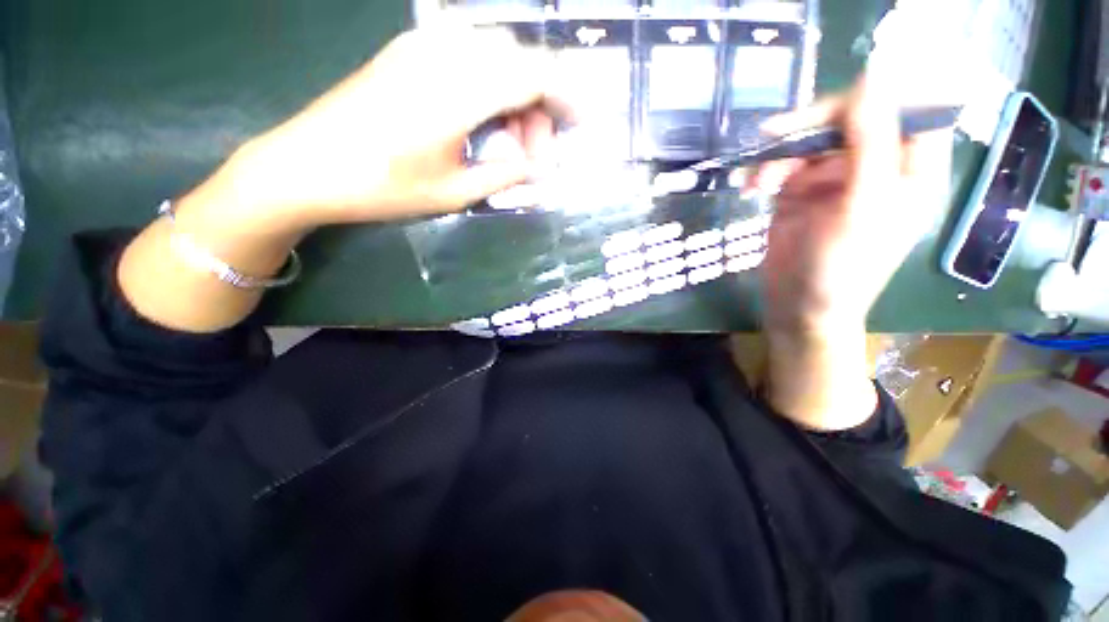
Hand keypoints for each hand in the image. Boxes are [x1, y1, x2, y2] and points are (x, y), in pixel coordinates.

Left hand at [120, 26, 568, 332]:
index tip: (581, 124)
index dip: (567, 96)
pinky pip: (469, 57)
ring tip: (509, 145)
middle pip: (519, 61)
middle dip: (540, 105)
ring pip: (496, 57)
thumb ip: (506, 172)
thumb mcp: (456, 192)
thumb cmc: (383, 187)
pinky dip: (491, 88)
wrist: (306, 166)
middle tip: (535, 154)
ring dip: (515, 97)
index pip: (534, 74)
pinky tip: (483, 122)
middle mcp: (445, 52)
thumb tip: (537, 162)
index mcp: (459, 89)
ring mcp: (423, 46)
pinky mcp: (409, 52)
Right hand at [753, 76, 952, 335]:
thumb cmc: (841, 268)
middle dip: (812, 127)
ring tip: (758, 181)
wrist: (797, 306)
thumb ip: (871, 143)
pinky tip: (752, 187)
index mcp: (910, 170)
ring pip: (811, 141)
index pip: (907, 109)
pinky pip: (784, 165)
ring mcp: (834, 179)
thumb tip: (871, 79)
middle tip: (774, 135)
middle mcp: (875, 166)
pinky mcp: (800, 192)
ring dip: (781, 155)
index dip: (876, 98)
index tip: (836, 108)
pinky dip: (766, 171)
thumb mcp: (862, 206)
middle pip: (852, 120)